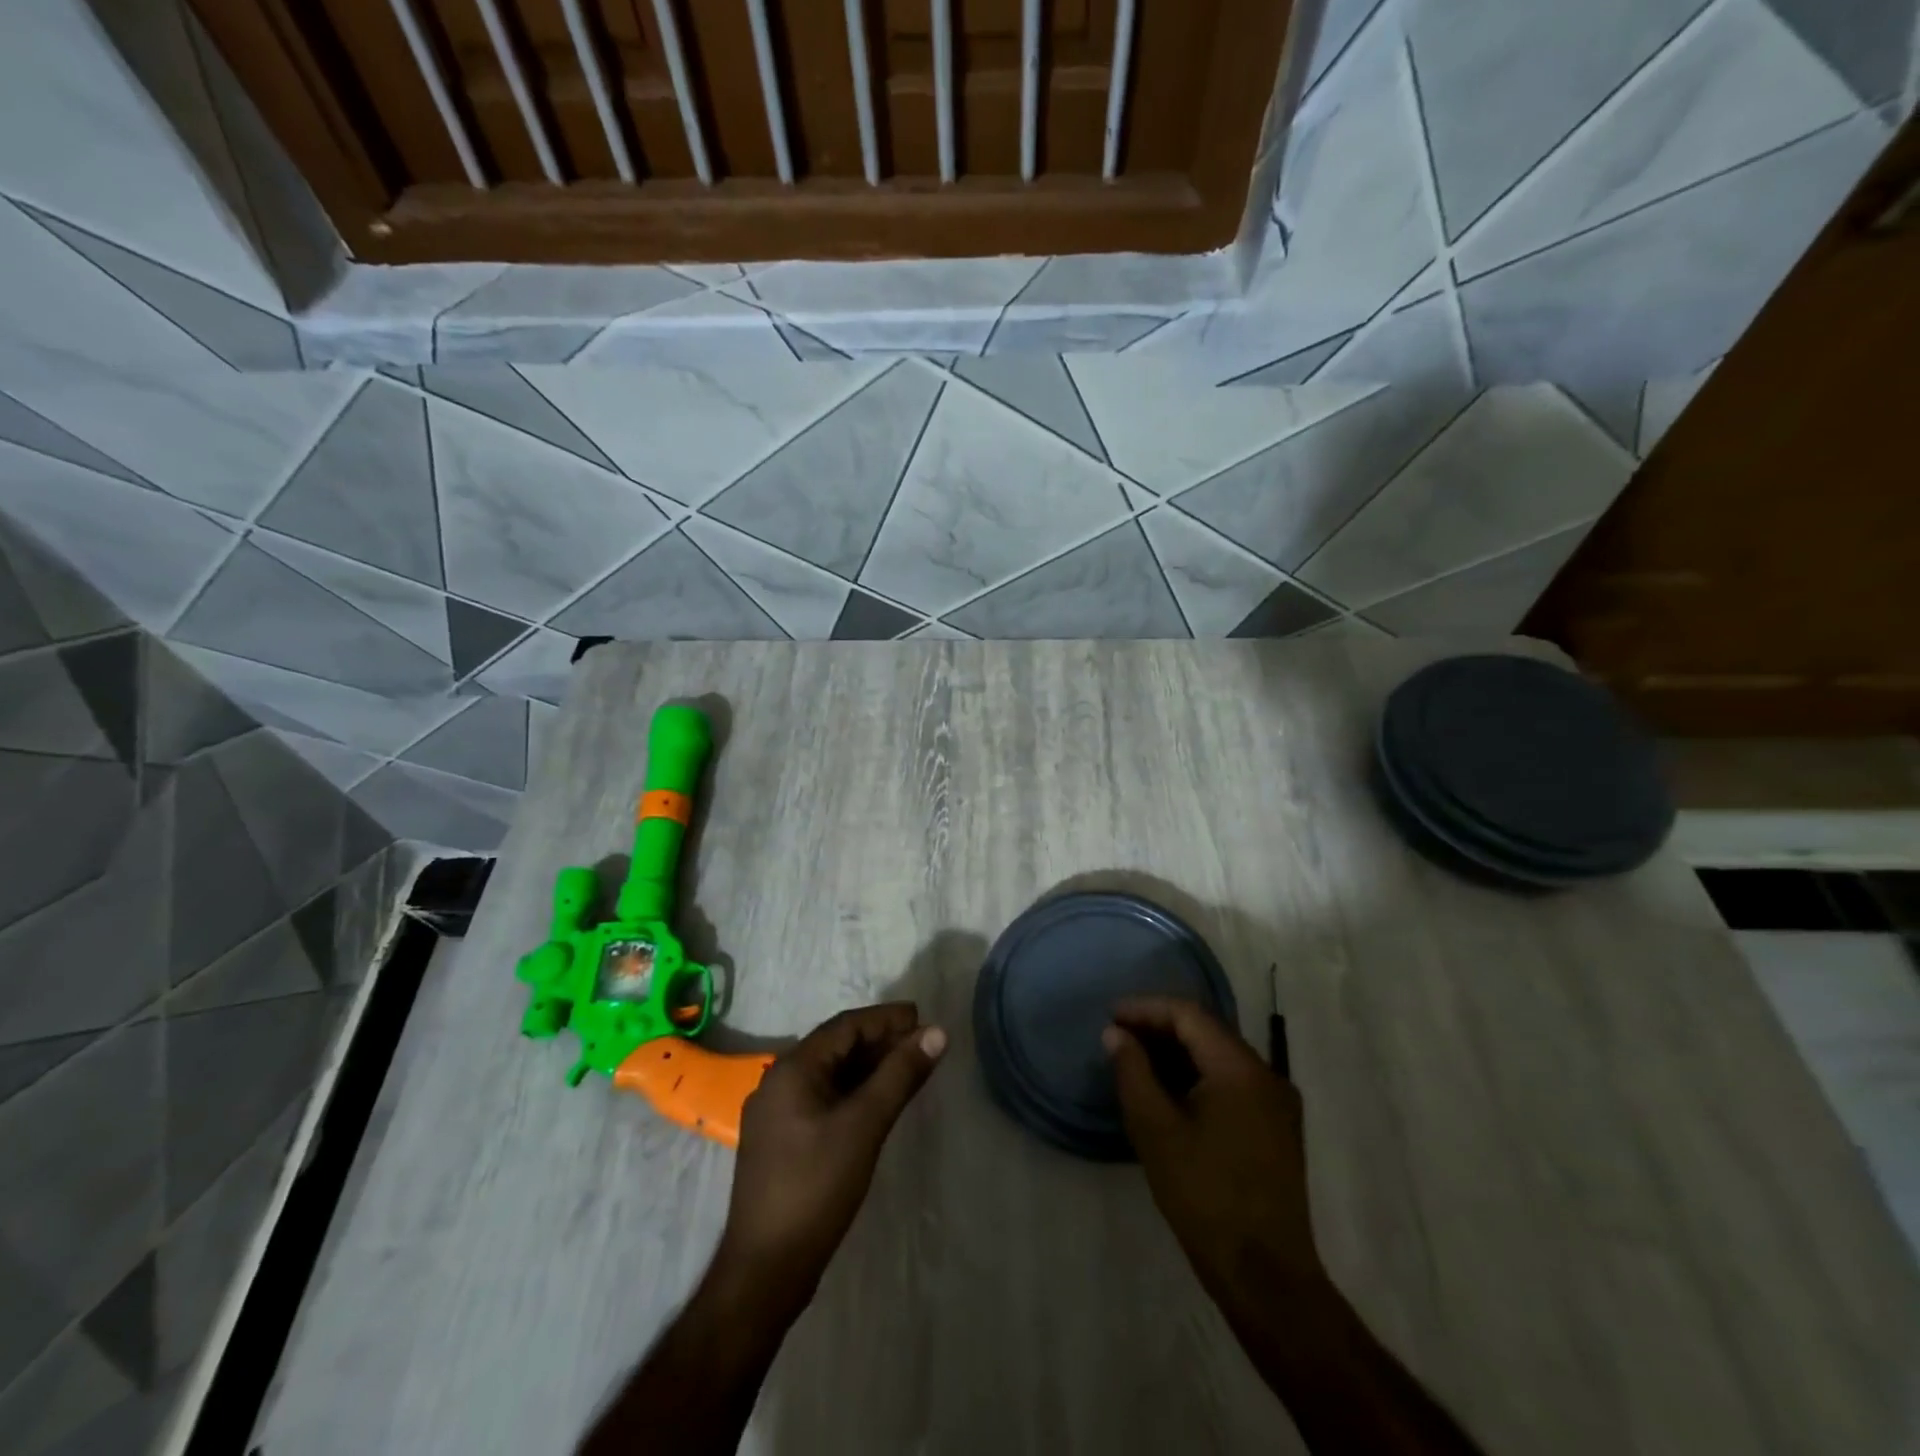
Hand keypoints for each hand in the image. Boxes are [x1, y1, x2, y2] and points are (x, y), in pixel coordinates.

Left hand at [718, 1003, 945, 1309]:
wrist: (765, 1270)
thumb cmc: (816, 1187)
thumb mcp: (865, 1125)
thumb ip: (900, 1075)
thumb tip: (936, 1033)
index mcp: (792, 1069)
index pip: (845, 1026)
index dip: (885, 1019)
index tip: (921, 1017)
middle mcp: (778, 1081)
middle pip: (836, 1047)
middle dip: (879, 1041)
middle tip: (921, 1043)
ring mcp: (776, 1113)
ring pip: (829, 1074)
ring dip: (867, 1067)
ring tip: (907, 1068)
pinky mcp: (781, 1141)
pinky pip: (822, 1098)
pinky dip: (853, 1092)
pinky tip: (876, 1103)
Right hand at [1104, 997, 1322, 1312]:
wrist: (1265, 1276)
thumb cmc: (1204, 1196)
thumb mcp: (1155, 1130)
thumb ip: (1133, 1072)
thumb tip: (1116, 1034)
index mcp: (1241, 1068)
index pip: (1190, 1015)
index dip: (1147, 1009)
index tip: (1111, 1016)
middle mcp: (1267, 1075)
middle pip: (1208, 1031)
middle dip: (1161, 1028)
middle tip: (1119, 1037)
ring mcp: (1278, 1103)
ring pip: (1221, 1056)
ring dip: (1179, 1052)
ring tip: (1137, 1060)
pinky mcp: (1277, 1129)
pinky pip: (1233, 1082)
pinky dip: (1199, 1076)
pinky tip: (1170, 1091)